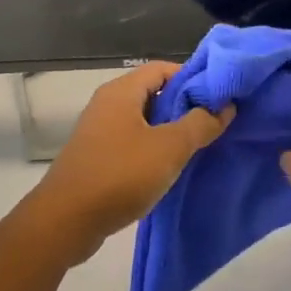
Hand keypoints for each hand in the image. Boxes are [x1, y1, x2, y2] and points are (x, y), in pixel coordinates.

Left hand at [24, 62, 233, 264]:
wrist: (66, 221)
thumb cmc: (120, 175)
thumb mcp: (169, 148)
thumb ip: (200, 124)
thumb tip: (225, 106)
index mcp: (122, 91)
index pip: (163, 69)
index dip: (193, 78)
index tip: (219, 96)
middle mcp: (108, 104)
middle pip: (153, 93)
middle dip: (184, 106)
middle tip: (215, 122)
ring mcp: (99, 131)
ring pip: (143, 120)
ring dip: (170, 130)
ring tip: (199, 145)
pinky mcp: (96, 157)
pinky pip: (132, 142)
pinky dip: (152, 149)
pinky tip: (170, 168)